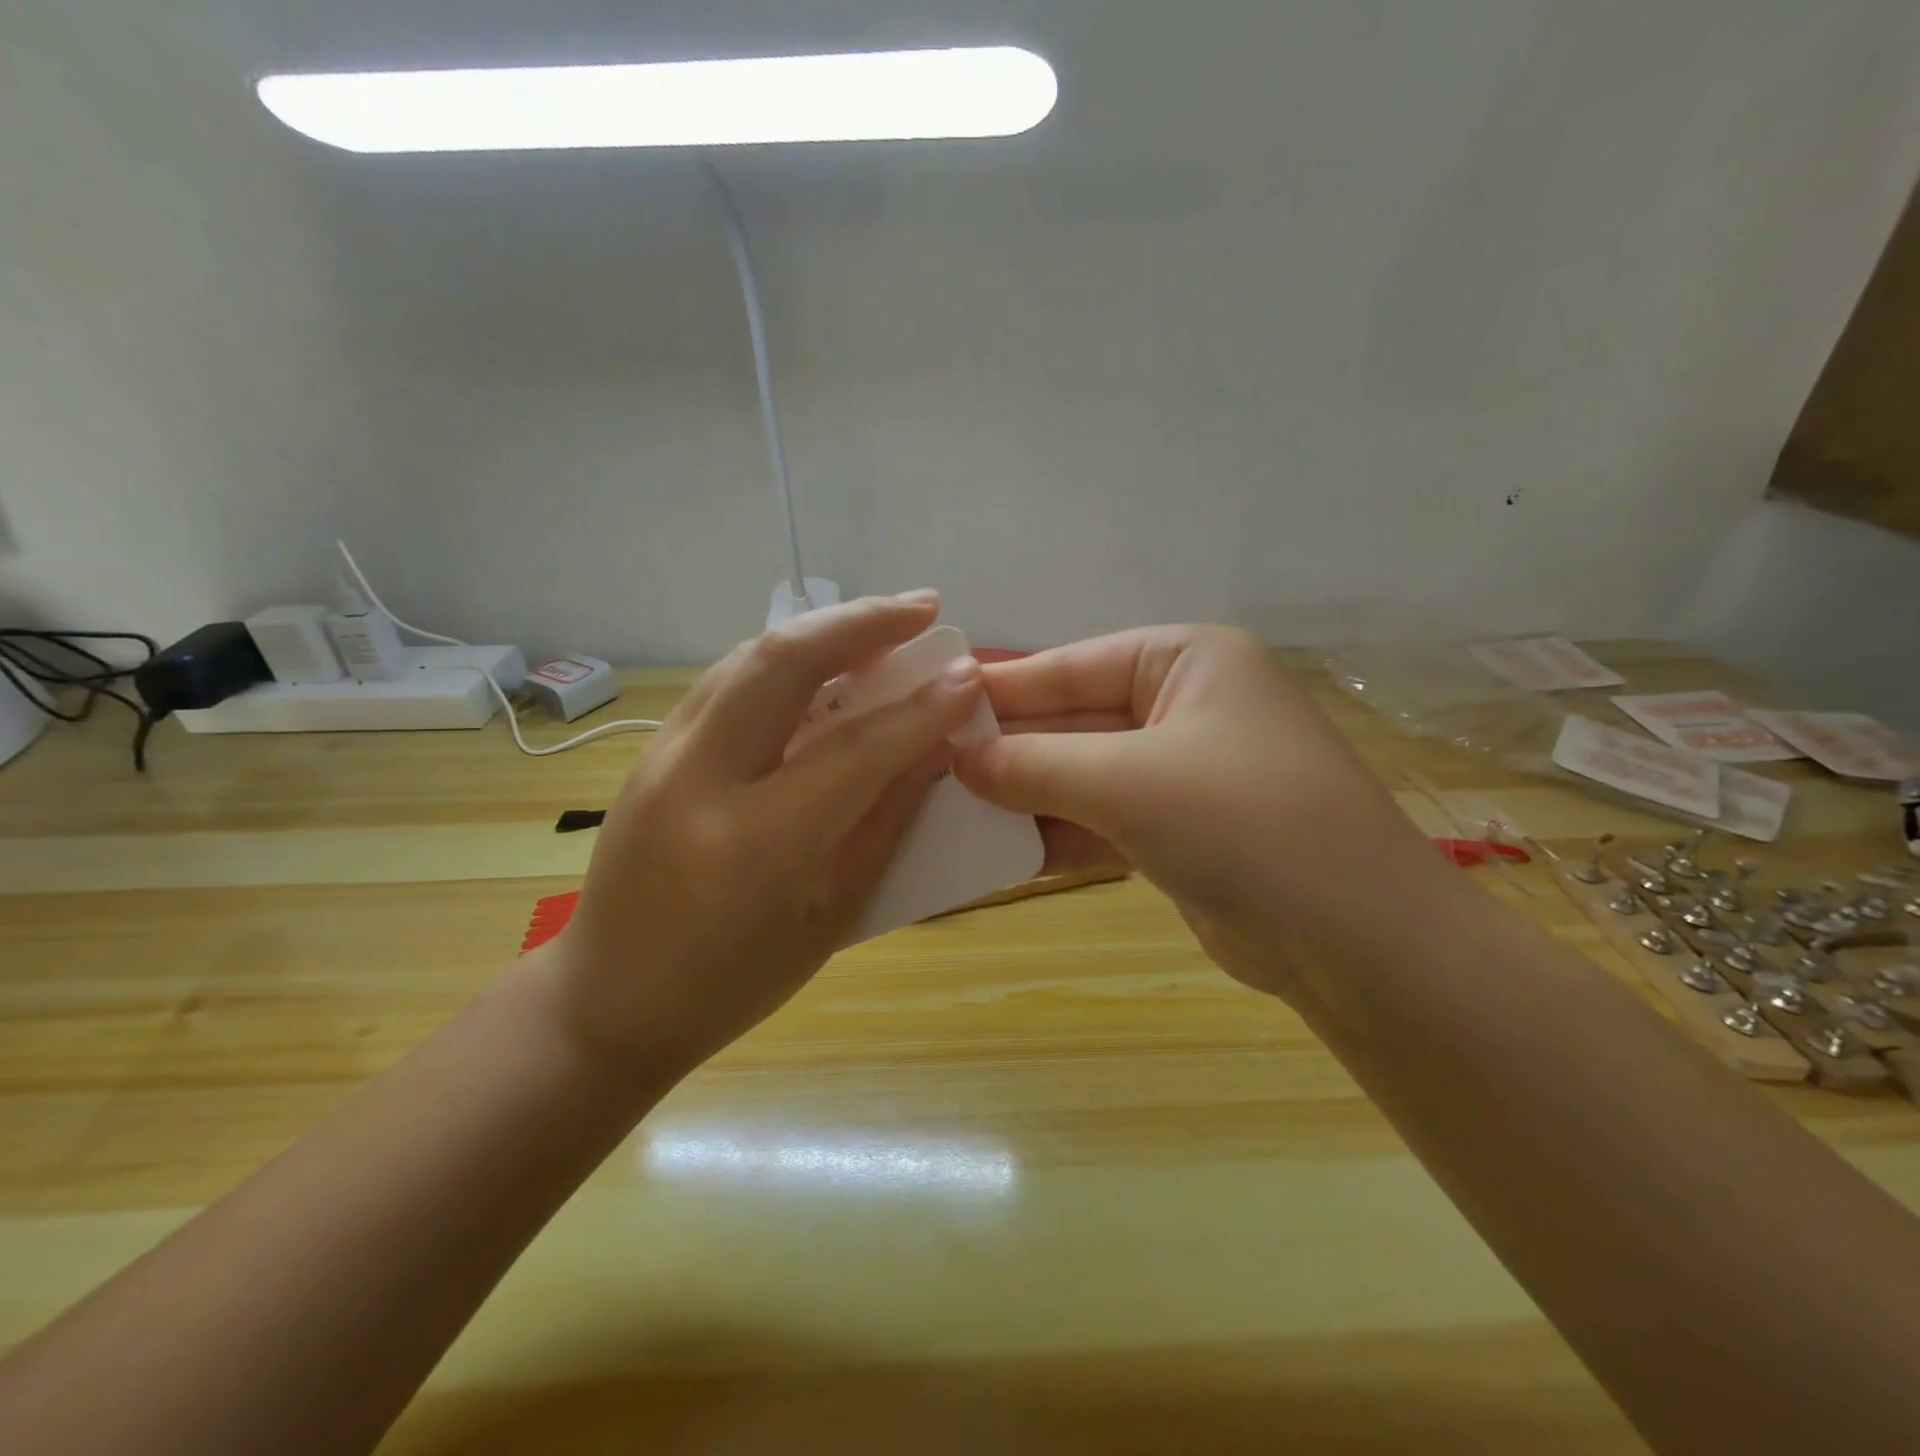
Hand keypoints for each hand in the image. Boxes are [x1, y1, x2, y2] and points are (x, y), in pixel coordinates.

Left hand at [541, 595, 985, 1080]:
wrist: (609, 999)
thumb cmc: (734, 982)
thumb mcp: (830, 915)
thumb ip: (884, 822)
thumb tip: (932, 749)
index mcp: (754, 844)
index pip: (855, 749)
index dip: (922, 709)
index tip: (969, 674)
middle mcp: (699, 779)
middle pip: (783, 661)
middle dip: (862, 621)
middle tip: (924, 607)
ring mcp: (663, 755)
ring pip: (749, 656)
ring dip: (822, 630)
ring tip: (882, 623)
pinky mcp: (651, 749)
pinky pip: (727, 680)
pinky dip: (783, 658)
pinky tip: (821, 663)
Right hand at [954, 627, 1444, 997]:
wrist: (1359, 944)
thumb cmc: (1244, 823)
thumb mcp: (1127, 782)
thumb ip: (1034, 765)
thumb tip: (955, 757)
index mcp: (1185, 661)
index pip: (1071, 665)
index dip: (1001, 688)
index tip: (931, 703)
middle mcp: (1185, 707)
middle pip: (1074, 723)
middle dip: (1007, 750)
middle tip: (926, 765)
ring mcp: (1183, 774)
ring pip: (1083, 777)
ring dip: (1025, 798)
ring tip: (946, 810)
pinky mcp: (1180, 833)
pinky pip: (1102, 821)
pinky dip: (1056, 835)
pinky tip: (996, 851)